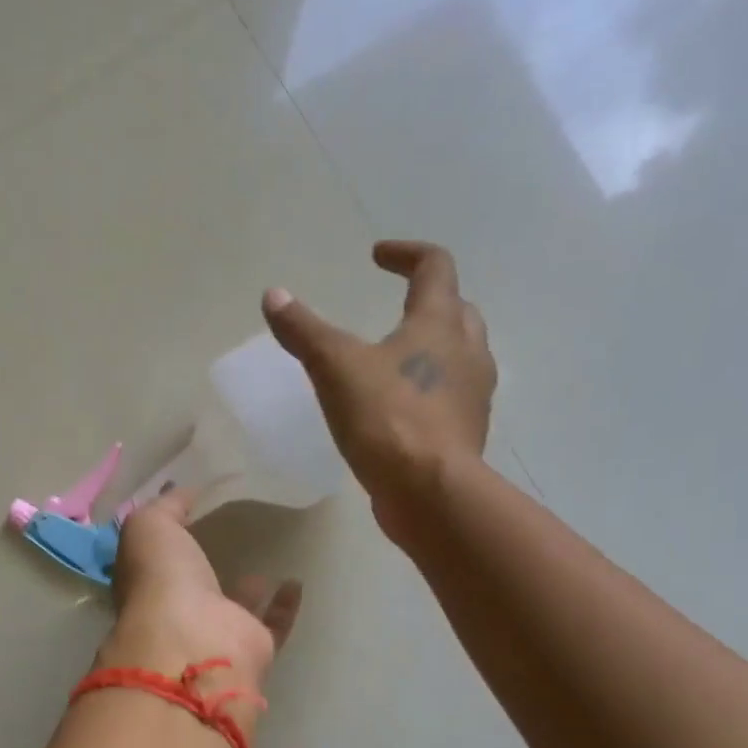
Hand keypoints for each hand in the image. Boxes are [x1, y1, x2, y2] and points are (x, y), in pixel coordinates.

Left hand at [98, 488, 301, 691]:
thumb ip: (166, 506)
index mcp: (146, 583)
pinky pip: (273, 623)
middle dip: (205, 562)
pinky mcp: (251, 645)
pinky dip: (285, 605)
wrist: (194, 642)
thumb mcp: (150, 526)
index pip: (154, 558)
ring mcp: (215, 631)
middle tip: (233, 530)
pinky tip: (296, 580)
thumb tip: (180, 490)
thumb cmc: (162, 579)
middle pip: (192, 584)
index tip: (191, 509)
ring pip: (233, 605)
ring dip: (248, 587)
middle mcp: (177, 611)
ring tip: (268, 556)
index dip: (168, 535)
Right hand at [263, 240, 495, 544]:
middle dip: (428, 301)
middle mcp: (468, 351)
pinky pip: (452, 397)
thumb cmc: (387, 419)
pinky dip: (430, 389)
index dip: (406, 254)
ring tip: (397, 359)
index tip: (376, 256)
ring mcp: (473, 396)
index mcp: (440, 323)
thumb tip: (274, 295)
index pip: (435, 267)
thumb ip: (304, 331)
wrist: (430, 493)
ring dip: (434, 347)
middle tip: (397, 307)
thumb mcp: (335, 368)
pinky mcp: (466, 433)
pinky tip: (401, 409)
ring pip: (460, 355)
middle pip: (457, 309)